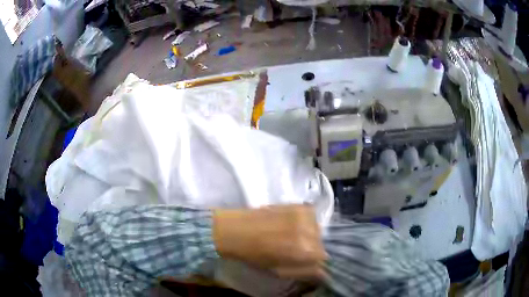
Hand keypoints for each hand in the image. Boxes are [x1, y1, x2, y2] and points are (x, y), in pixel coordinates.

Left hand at [212, 205, 325, 279]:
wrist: (237, 230)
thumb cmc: (255, 256)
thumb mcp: (280, 271)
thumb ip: (305, 272)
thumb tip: (323, 272)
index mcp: (306, 252)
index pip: (323, 257)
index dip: (313, 259)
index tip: (302, 259)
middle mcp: (310, 232)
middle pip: (321, 242)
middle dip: (312, 247)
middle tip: (295, 248)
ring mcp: (305, 215)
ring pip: (317, 228)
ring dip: (309, 234)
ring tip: (291, 235)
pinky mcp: (298, 205)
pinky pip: (311, 216)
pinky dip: (305, 221)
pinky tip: (290, 224)